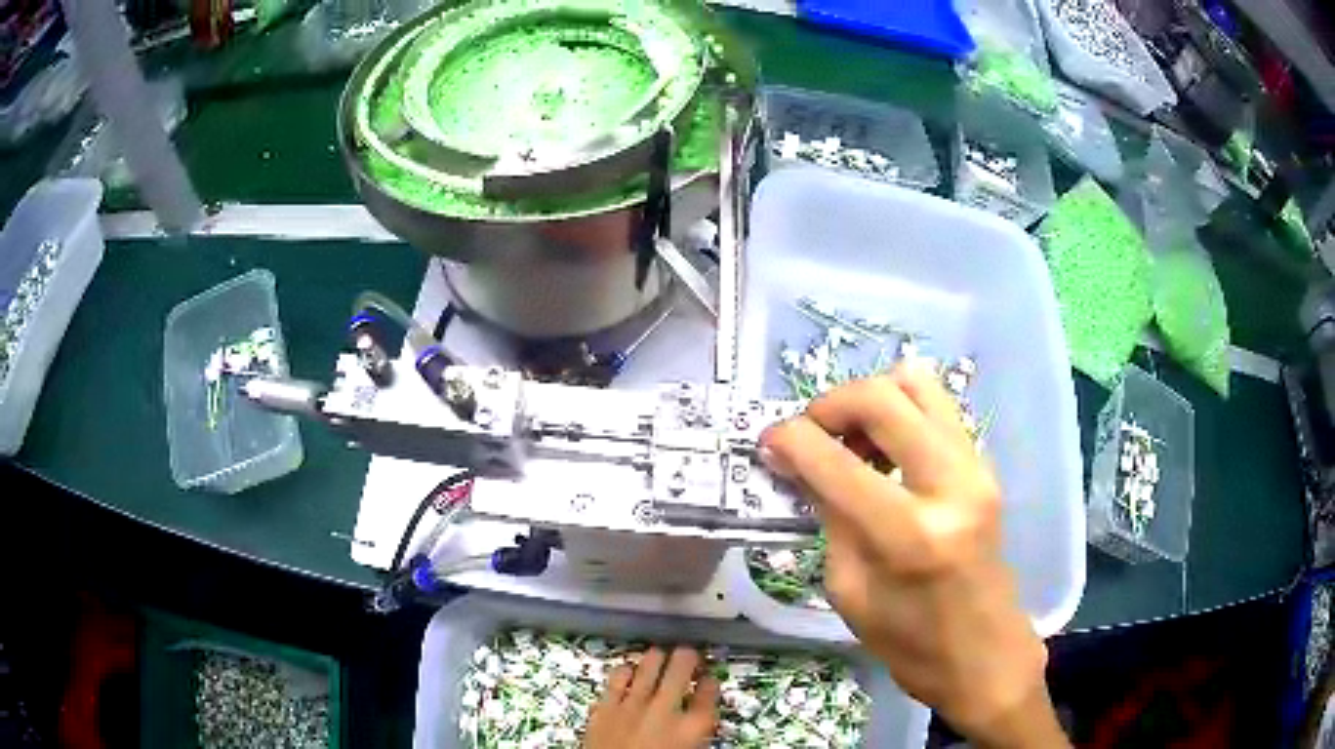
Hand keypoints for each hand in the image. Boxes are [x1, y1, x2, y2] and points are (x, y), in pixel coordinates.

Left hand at [584, 646, 719, 748]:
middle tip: (687, 653)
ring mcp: (633, 705)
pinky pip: (617, 678)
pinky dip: (625, 671)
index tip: (710, 680)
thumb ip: (697, 736)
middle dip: (687, 658)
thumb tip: (700, 724)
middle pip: (681, 668)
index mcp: (693, 727)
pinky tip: (628, 669)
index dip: (711, 683)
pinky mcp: (605, 707)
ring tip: (660, 653)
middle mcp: (666, 710)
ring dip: (657, 658)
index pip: (710, 693)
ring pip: (648, 666)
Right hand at [761, 362, 1066, 747]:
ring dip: (870, 400)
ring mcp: (976, 467)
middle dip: (831, 404)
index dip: (790, 441)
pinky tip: (883, 453)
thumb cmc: (911, 643)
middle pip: (883, 396)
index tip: (767, 443)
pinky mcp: (984, 464)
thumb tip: (799, 462)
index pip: (836, 462)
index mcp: (910, 535)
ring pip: (917, 383)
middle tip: (808, 435)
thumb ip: (829, 517)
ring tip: (850, 440)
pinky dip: (898, 413)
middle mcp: (951, 485)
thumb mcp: (850, 590)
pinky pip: (935, 408)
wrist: (984, 653)